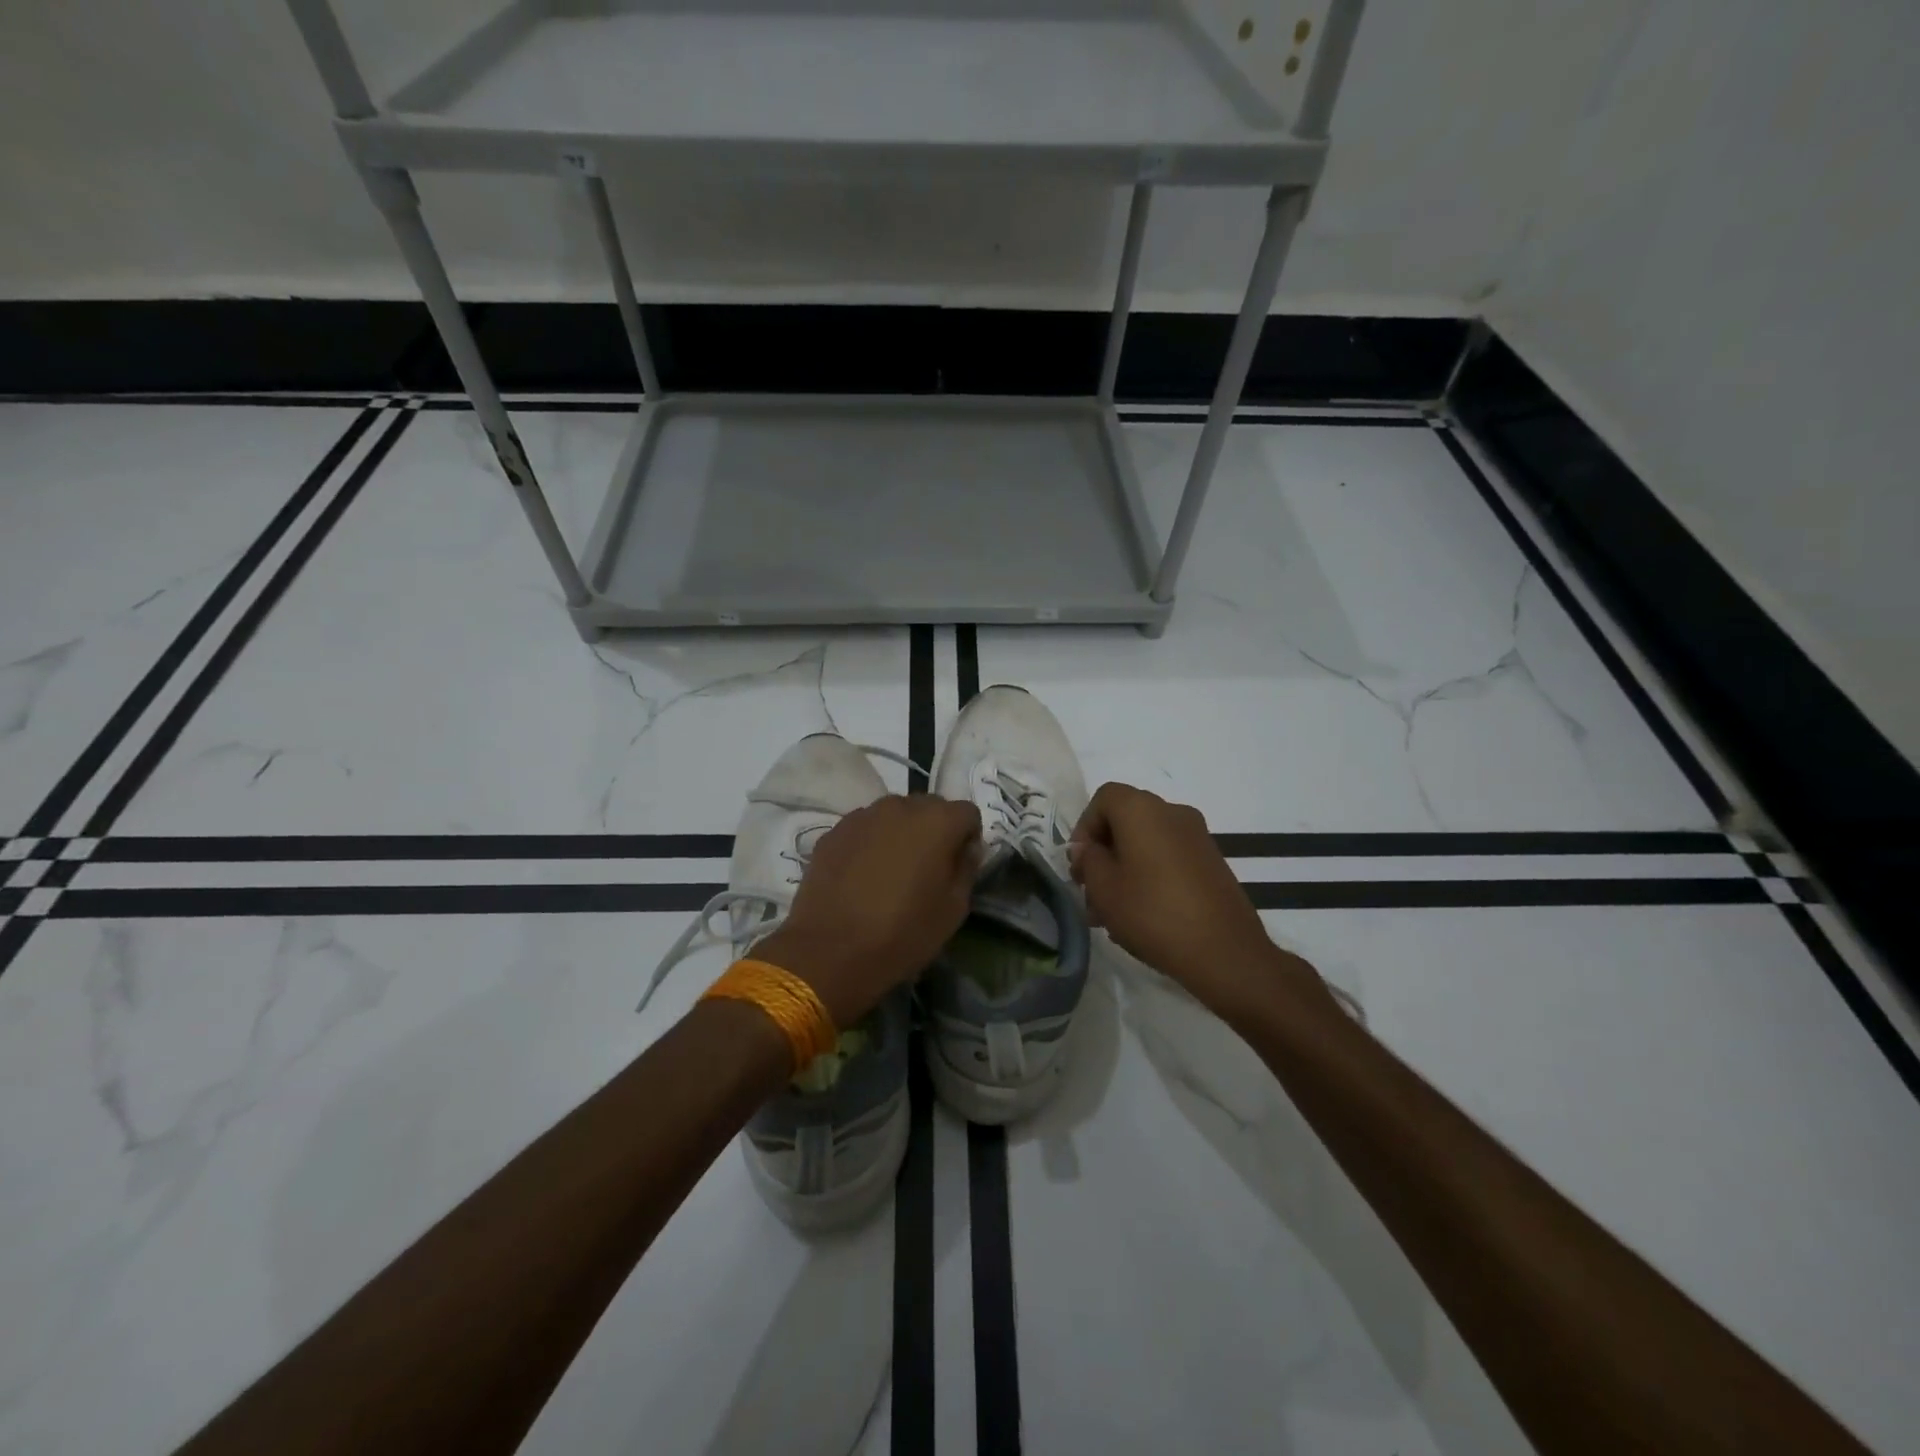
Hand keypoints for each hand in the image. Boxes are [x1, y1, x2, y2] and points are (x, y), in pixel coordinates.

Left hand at [757, 795, 981, 1027]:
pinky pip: (864, 829)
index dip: (968, 838)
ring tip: (890, 872)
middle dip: (934, 831)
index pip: (967, 813)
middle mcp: (901, 806)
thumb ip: (966, 868)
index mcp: (938, 821)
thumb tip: (966, 848)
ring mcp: (863, 816)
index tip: (958, 867)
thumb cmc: (903, 932)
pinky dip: (870, 843)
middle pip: (929, 807)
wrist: (830, 951)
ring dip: (900, 834)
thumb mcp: (954, 909)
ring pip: (893, 815)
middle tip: (926, 869)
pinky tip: (862, 876)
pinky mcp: (833, 831)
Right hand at [1069, 783, 1311, 1020]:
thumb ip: (1088, 860)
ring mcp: (1197, 837)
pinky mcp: (1212, 862)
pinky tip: (1141, 913)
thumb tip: (1089, 848)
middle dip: (1103, 852)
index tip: (1079, 864)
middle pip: (1126, 820)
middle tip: (1090, 890)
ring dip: (1124, 868)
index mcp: (1143, 809)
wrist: (1225, 951)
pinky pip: (1169, 857)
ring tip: (1111, 912)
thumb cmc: (1153, 912)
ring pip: (1147, 842)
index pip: (1104, 798)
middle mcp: (1173, 812)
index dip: (1084, 827)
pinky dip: (1149, 875)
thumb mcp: (1104, 888)